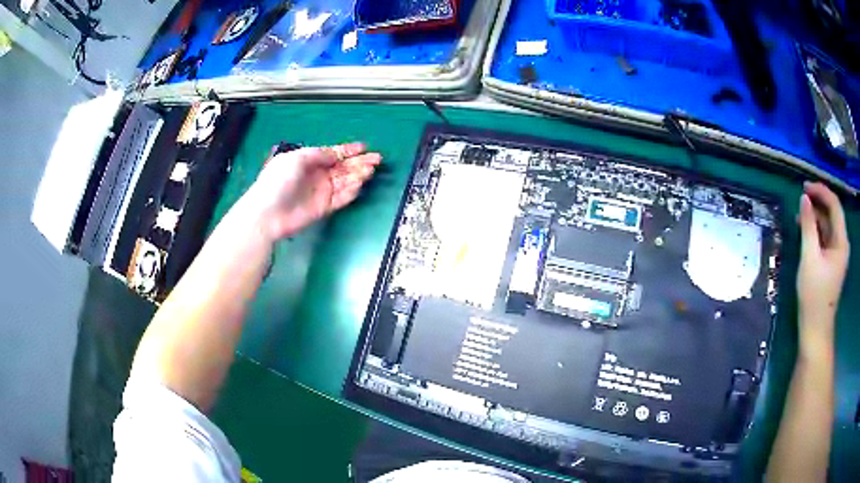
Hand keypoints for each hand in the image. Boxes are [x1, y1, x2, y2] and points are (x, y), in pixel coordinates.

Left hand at [241, 142, 380, 240]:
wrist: (268, 213)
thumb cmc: (278, 181)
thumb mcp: (296, 159)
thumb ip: (318, 155)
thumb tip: (335, 155)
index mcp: (308, 161)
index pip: (332, 153)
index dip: (348, 150)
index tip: (364, 147)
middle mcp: (317, 175)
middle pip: (343, 167)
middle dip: (359, 162)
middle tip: (376, 159)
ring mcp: (321, 192)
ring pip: (345, 181)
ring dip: (358, 175)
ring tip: (369, 171)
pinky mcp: (324, 208)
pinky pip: (341, 198)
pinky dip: (351, 192)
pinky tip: (359, 185)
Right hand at [796, 182, 849, 338]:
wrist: (815, 329)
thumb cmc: (814, 295)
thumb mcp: (809, 258)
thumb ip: (808, 226)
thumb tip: (804, 199)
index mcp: (841, 241)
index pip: (834, 205)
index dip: (821, 191)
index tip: (804, 187)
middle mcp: (841, 244)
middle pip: (832, 214)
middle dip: (818, 202)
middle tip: (801, 197)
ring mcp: (836, 255)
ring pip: (827, 226)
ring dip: (815, 217)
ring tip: (799, 215)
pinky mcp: (830, 263)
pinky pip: (824, 238)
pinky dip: (815, 230)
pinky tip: (804, 231)